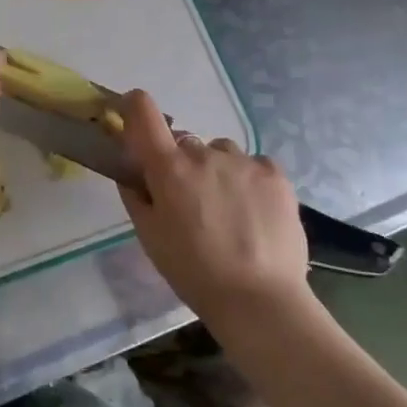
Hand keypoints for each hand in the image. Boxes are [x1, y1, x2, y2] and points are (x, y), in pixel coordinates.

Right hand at [117, 89, 312, 318]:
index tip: (133, 117)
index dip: (135, 106)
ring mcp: (243, 161)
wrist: (260, 300)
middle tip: (189, 200)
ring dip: (216, 169)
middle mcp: (204, 154)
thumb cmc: (193, 272)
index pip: (143, 111)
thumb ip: (136, 195)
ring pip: (220, 152)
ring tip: (227, 208)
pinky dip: (248, 178)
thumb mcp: (150, 237)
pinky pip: (253, 163)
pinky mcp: (275, 174)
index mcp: (168, 168)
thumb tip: (131, 171)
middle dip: (181, 163)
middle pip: (184, 142)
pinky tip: (253, 210)